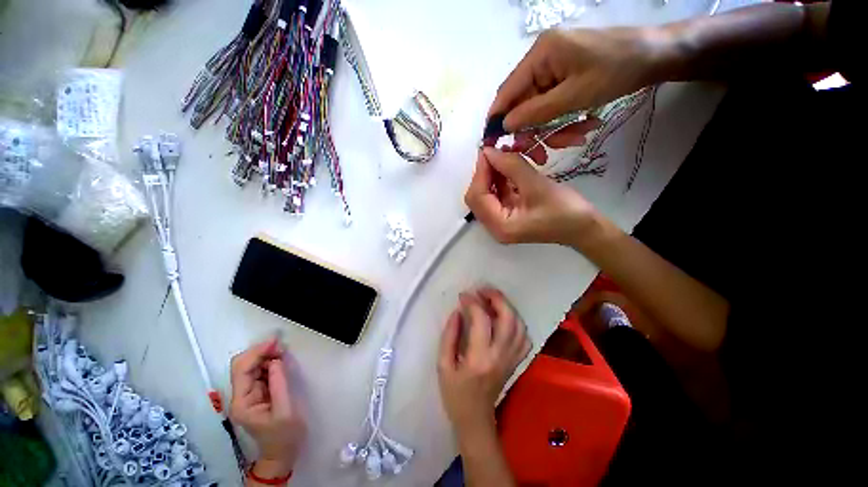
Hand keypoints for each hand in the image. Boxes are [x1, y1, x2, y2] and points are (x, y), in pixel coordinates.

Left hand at [230, 338, 304, 473]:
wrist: (282, 454)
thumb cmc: (285, 436)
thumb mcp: (285, 410)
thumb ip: (279, 384)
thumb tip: (276, 360)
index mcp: (243, 403)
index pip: (241, 370)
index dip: (256, 352)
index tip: (276, 342)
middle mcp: (241, 397)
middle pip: (243, 366)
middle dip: (261, 352)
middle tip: (281, 347)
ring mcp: (248, 395)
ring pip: (251, 367)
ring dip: (266, 357)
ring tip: (283, 353)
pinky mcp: (257, 394)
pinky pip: (260, 373)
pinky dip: (270, 364)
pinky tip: (280, 362)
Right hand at [437, 288, 531, 437]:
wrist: (475, 418)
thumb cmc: (455, 393)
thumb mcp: (443, 364)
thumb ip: (449, 335)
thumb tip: (458, 311)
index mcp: (479, 358)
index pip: (482, 320)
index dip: (472, 302)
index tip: (463, 296)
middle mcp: (501, 356)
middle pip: (509, 318)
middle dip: (497, 298)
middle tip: (482, 290)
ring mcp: (512, 358)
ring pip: (520, 324)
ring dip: (507, 306)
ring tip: (491, 299)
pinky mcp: (517, 361)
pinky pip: (524, 336)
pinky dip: (516, 322)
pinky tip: (503, 318)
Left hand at [465, 147, 601, 246]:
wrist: (585, 228)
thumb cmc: (565, 210)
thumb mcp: (537, 185)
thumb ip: (511, 166)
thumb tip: (489, 151)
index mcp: (500, 226)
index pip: (477, 197)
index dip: (480, 172)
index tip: (488, 149)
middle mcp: (495, 226)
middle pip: (478, 196)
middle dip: (485, 172)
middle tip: (496, 150)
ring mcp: (501, 221)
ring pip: (487, 193)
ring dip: (494, 173)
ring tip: (506, 153)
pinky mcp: (509, 215)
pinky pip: (498, 194)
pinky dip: (502, 179)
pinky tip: (510, 164)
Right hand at [490, 27, 661, 130]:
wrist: (655, 56)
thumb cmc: (616, 70)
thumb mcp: (573, 96)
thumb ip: (535, 112)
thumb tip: (505, 126)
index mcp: (539, 56)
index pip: (506, 92)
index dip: (498, 119)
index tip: (494, 144)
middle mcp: (540, 61)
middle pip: (522, 105)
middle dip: (533, 131)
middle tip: (542, 154)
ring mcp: (552, 69)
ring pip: (538, 110)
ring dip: (552, 129)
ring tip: (576, 137)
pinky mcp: (563, 77)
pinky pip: (553, 106)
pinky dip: (563, 121)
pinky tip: (582, 127)